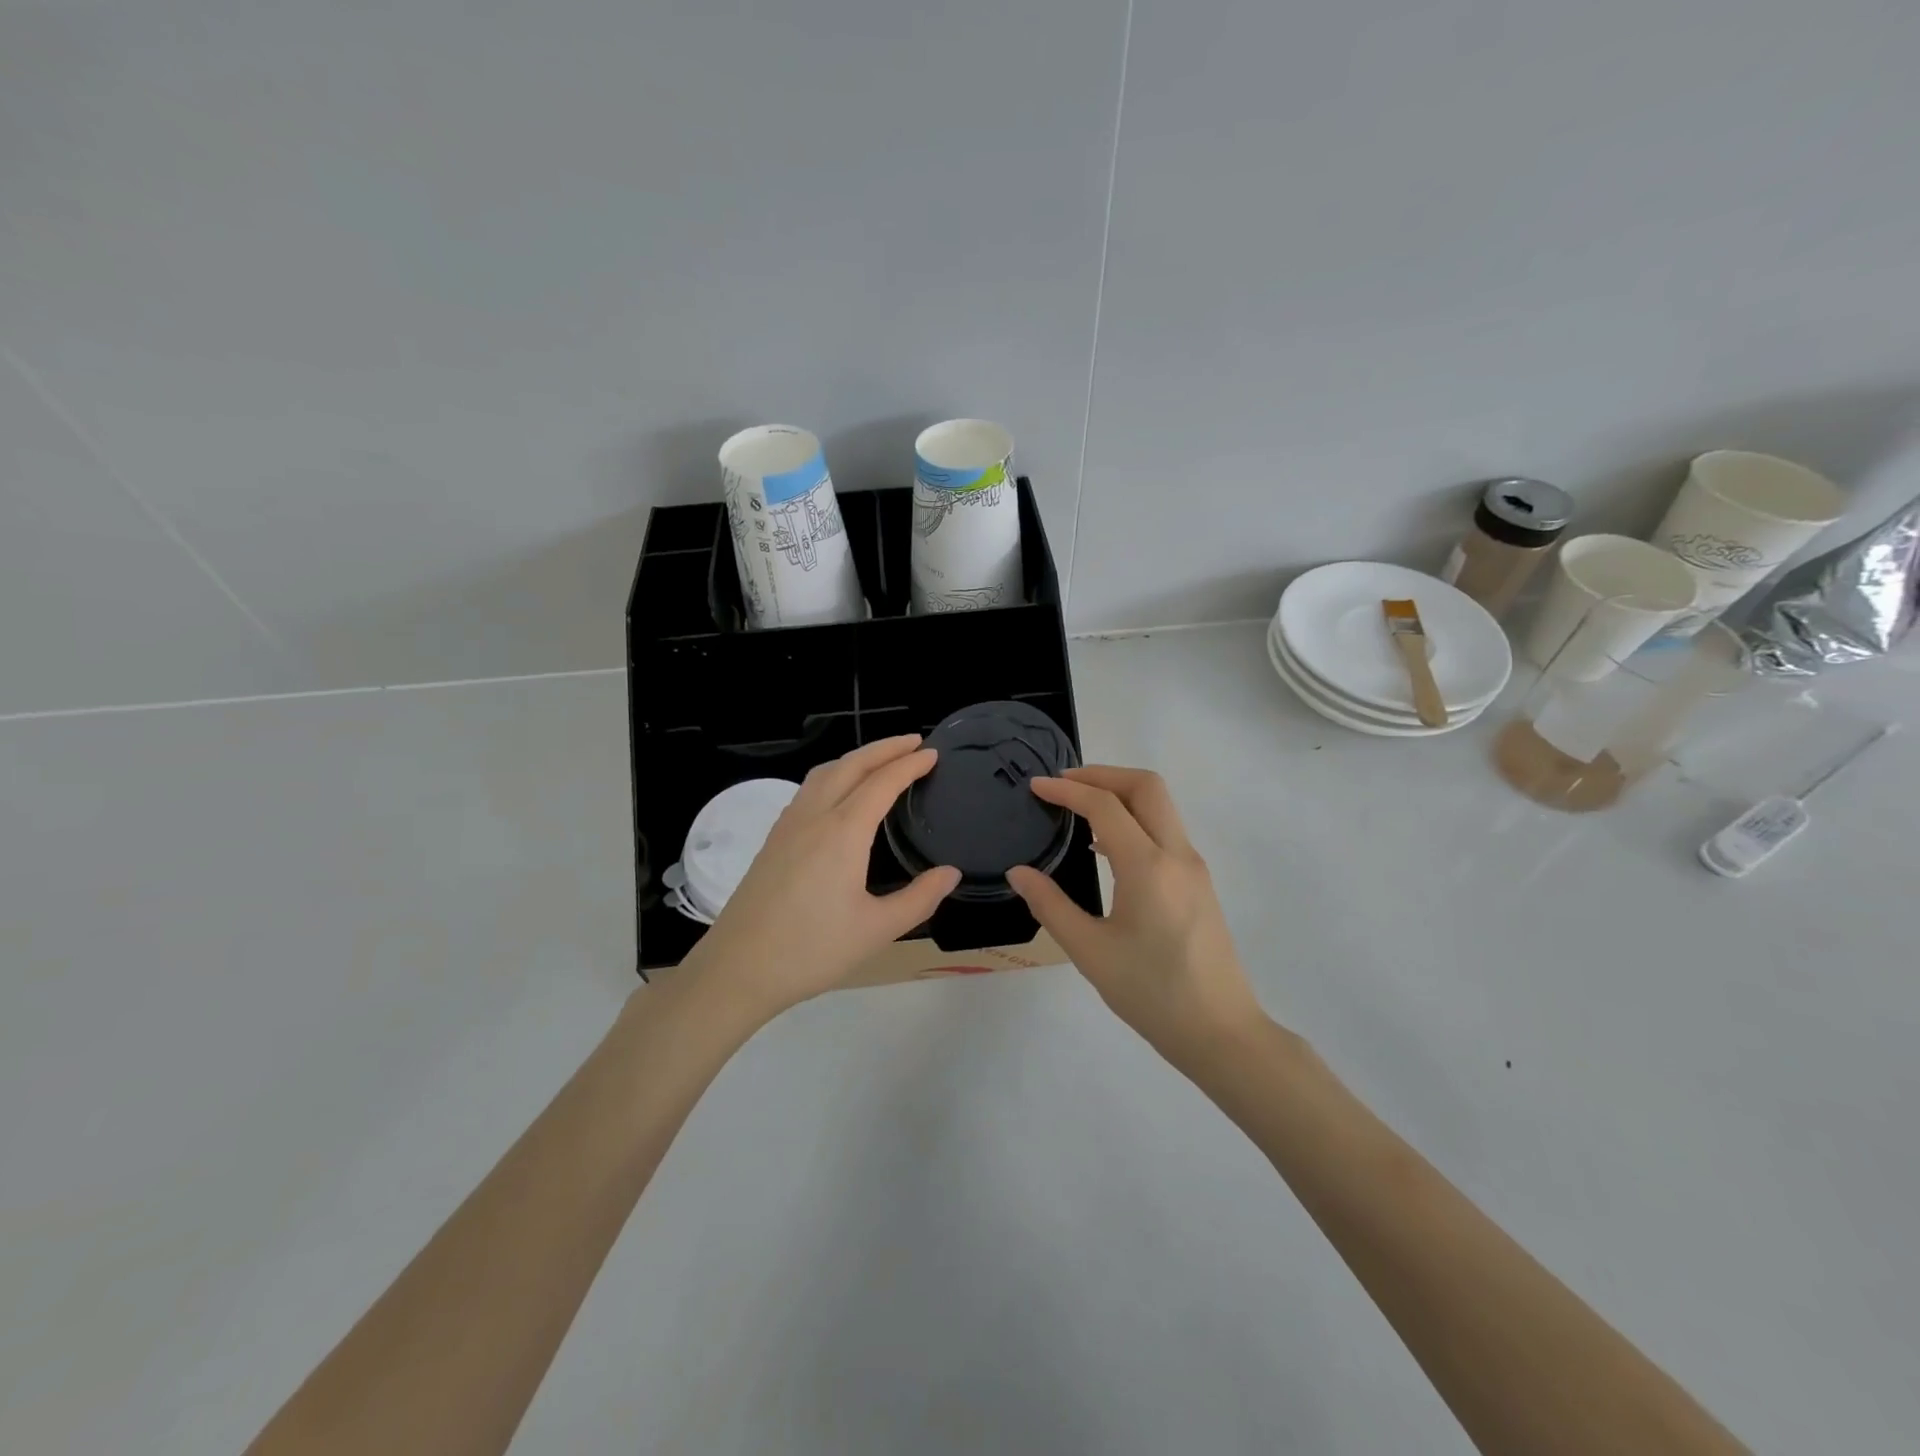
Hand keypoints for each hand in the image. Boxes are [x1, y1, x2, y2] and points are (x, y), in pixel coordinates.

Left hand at [688, 735, 960, 1020]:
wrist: (738, 968)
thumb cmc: (812, 950)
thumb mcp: (877, 930)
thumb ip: (920, 898)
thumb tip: (951, 873)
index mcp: (843, 832)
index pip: (882, 783)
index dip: (910, 765)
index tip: (932, 754)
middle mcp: (814, 817)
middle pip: (852, 765)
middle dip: (885, 748)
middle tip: (914, 742)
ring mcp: (788, 826)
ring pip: (825, 773)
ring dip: (856, 758)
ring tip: (880, 760)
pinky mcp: (773, 840)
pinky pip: (808, 790)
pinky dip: (833, 775)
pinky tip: (839, 794)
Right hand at [1006, 766, 1265, 1065]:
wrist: (1221, 1032)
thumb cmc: (1152, 994)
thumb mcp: (1090, 952)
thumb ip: (1051, 905)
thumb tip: (1018, 873)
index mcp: (1148, 867)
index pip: (1105, 806)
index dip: (1068, 790)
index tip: (1036, 786)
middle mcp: (1177, 855)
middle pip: (1146, 786)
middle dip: (1102, 774)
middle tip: (1063, 784)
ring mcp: (1193, 867)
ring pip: (1160, 806)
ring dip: (1120, 794)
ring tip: (1078, 809)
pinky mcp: (1199, 883)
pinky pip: (1165, 831)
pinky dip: (1134, 820)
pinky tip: (1105, 848)